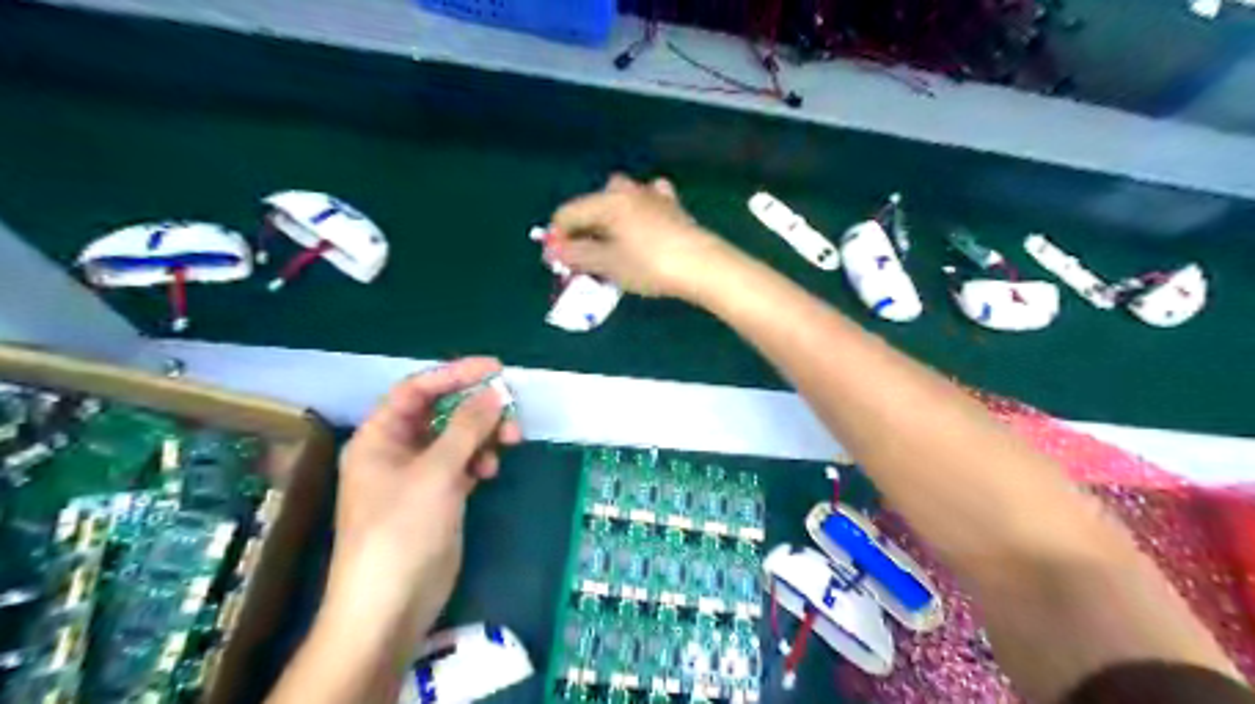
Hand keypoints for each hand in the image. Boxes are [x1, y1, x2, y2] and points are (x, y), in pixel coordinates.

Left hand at [324, 359, 522, 649]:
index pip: (417, 390)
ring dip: (484, 435)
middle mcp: (397, 450)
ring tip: (510, 441)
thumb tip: (495, 392)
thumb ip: (467, 427)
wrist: (391, 604)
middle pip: (441, 413)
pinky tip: (491, 470)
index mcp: (380, 437)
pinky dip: (480, 460)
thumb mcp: (436, 471)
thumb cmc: (402, 529)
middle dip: (477, 409)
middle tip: (511, 409)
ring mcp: (419, 475)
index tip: (495, 368)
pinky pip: (463, 463)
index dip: (454, 374)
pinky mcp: (439, 496)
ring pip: (457, 439)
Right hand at [547, 176, 731, 298]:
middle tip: (586, 257)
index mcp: (606, 200)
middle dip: (584, 229)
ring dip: (609, 220)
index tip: (560, 262)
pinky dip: (636, 214)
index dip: (558, 237)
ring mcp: (652, 194)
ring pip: (619, 200)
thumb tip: (554, 250)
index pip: (567, 213)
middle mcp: (626, 189)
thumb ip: (577, 255)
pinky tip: (641, 229)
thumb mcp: (608, 264)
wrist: (701, 265)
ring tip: (613, 246)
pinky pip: (645, 202)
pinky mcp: (672, 205)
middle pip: (592, 205)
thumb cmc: (649, 265)